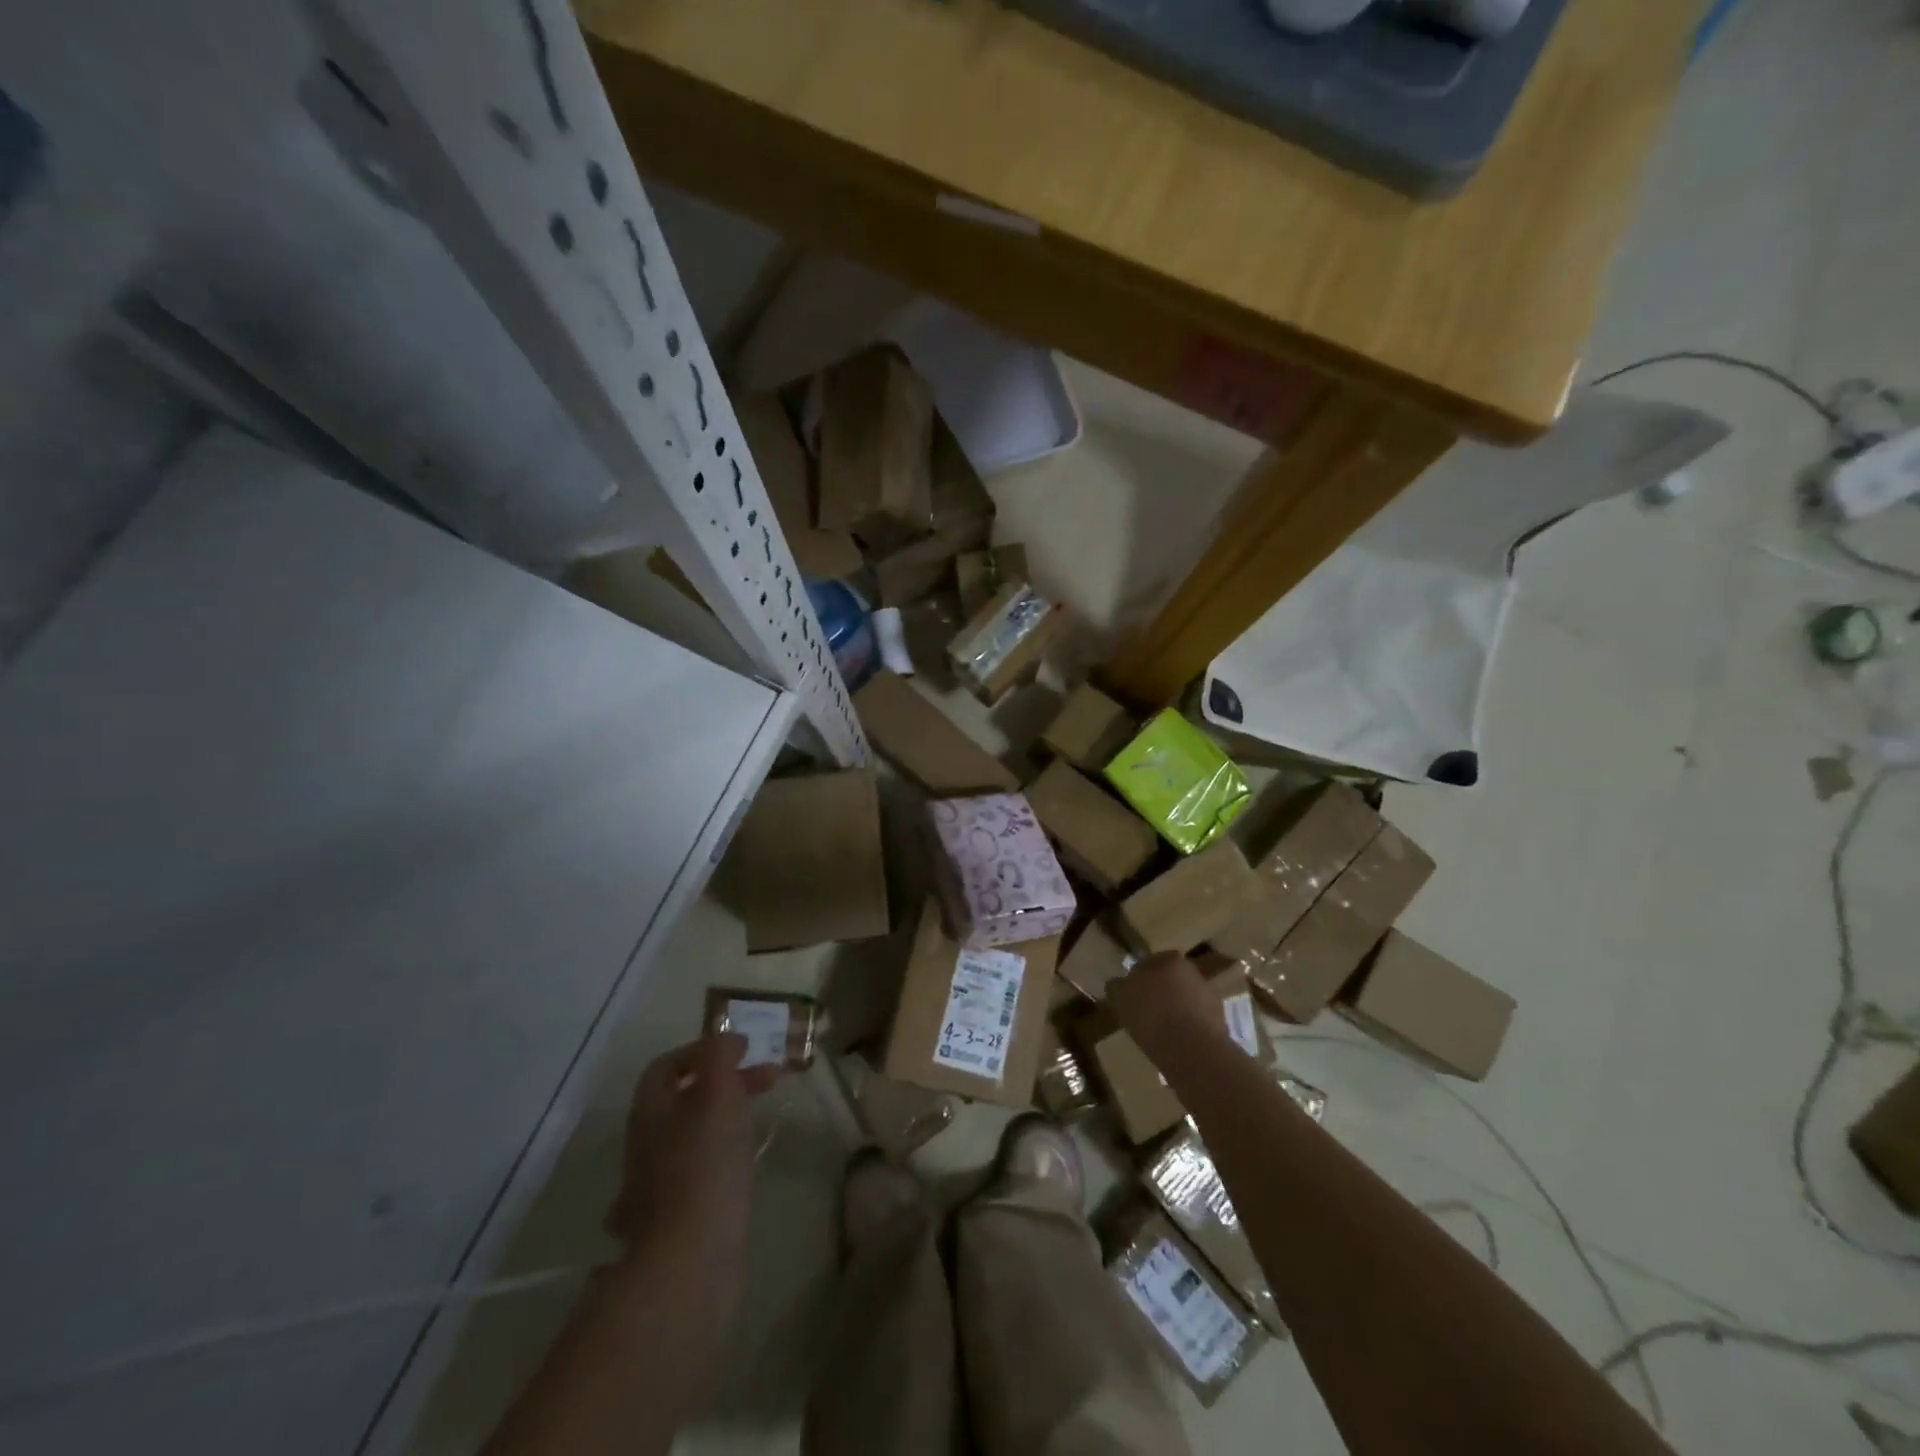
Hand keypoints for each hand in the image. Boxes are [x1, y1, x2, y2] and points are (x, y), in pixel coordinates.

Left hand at [605, 1035, 779, 1274]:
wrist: (689, 1262)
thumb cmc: (705, 1166)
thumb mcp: (718, 1095)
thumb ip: (719, 1057)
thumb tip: (722, 1037)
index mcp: (650, 1112)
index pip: (666, 1066)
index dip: (703, 1051)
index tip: (743, 1050)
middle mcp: (645, 1145)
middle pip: (682, 1099)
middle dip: (725, 1082)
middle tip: (768, 1080)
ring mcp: (655, 1187)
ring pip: (690, 1135)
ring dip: (724, 1118)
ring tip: (759, 1119)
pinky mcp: (674, 1219)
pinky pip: (697, 1172)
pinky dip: (722, 1156)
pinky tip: (744, 1163)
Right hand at [1109, 950, 1222, 1059]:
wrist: (1192, 1050)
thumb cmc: (1151, 1014)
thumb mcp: (1120, 996)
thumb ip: (1117, 986)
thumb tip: (1119, 984)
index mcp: (1170, 959)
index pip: (1149, 963)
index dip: (1137, 979)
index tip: (1130, 997)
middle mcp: (1193, 972)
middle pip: (1169, 981)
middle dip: (1158, 994)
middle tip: (1143, 1014)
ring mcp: (1210, 998)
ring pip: (1184, 1002)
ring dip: (1174, 1012)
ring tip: (1158, 1033)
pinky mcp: (1220, 1023)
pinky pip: (1195, 1023)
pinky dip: (1186, 1030)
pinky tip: (1174, 1044)